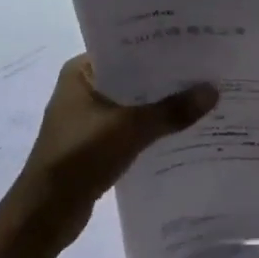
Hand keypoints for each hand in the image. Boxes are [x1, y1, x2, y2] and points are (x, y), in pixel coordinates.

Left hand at [0, 56, 216, 253]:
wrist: (45, 213)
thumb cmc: (80, 157)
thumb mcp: (130, 129)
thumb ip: (172, 110)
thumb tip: (213, 90)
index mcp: (81, 72)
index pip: (126, 48)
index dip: (159, 47)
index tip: (195, 43)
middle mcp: (83, 89)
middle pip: (133, 77)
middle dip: (167, 78)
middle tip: (208, 70)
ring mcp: (88, 118)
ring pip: (133, 104)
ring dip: (161, 105)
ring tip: (203, 97)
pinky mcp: (95, 145)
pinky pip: (131, 128)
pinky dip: (152, 128)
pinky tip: (183, 129)